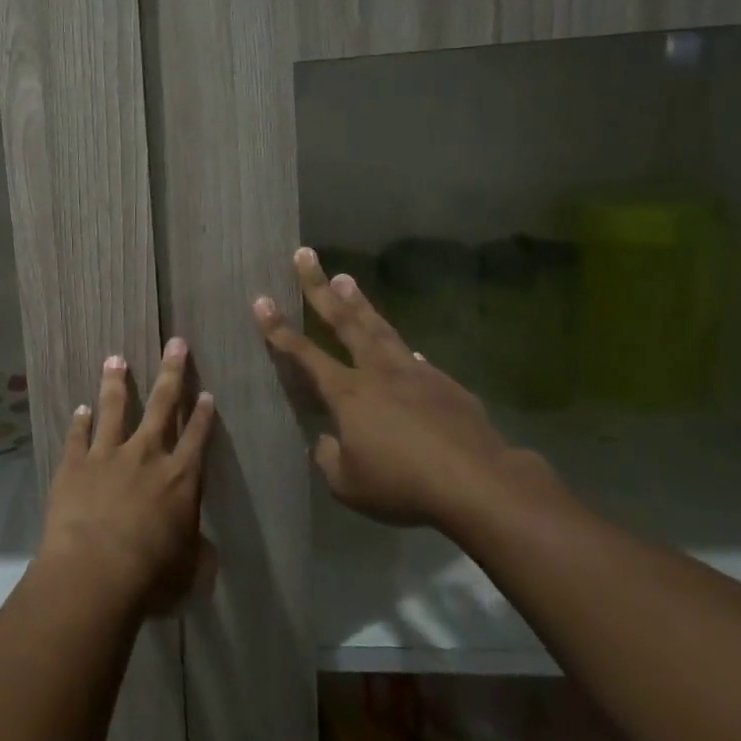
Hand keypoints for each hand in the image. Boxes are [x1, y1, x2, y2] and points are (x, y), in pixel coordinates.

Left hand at [38, 340, 216, 613]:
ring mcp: (108, 454)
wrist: (95, 570)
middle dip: (171, 372)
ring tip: (115, 358)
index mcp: (180, 477)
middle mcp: (147, 455)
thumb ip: (197, 554)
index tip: (206, 391)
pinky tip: (80, 408)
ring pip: (114, 408)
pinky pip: (78, 435)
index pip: (196, 436)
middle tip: (175, 343)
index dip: (203, 414)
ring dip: (116, 382)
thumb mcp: (188, 571)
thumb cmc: (151, 575)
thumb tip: (205, 551)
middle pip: (161, 405)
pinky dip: (79, 420)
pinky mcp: (74, 464)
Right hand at [253, 247, 541, 528]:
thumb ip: (330, 458)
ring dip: (359, 302)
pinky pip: (417, 361)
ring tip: (344, 278)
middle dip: (318, 288)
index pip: (304, 354)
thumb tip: (328, 441)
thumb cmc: (404, 485)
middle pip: (343, 321)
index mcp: (347, 393)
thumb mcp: (349, 485)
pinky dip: (404, 351)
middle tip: (305, 255)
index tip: (261, 300)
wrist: (479, 483)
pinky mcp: (446, 385)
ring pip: (380, 328)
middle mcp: (377, 372)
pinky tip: (407, 352)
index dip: (278, 329)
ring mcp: (415, 373)